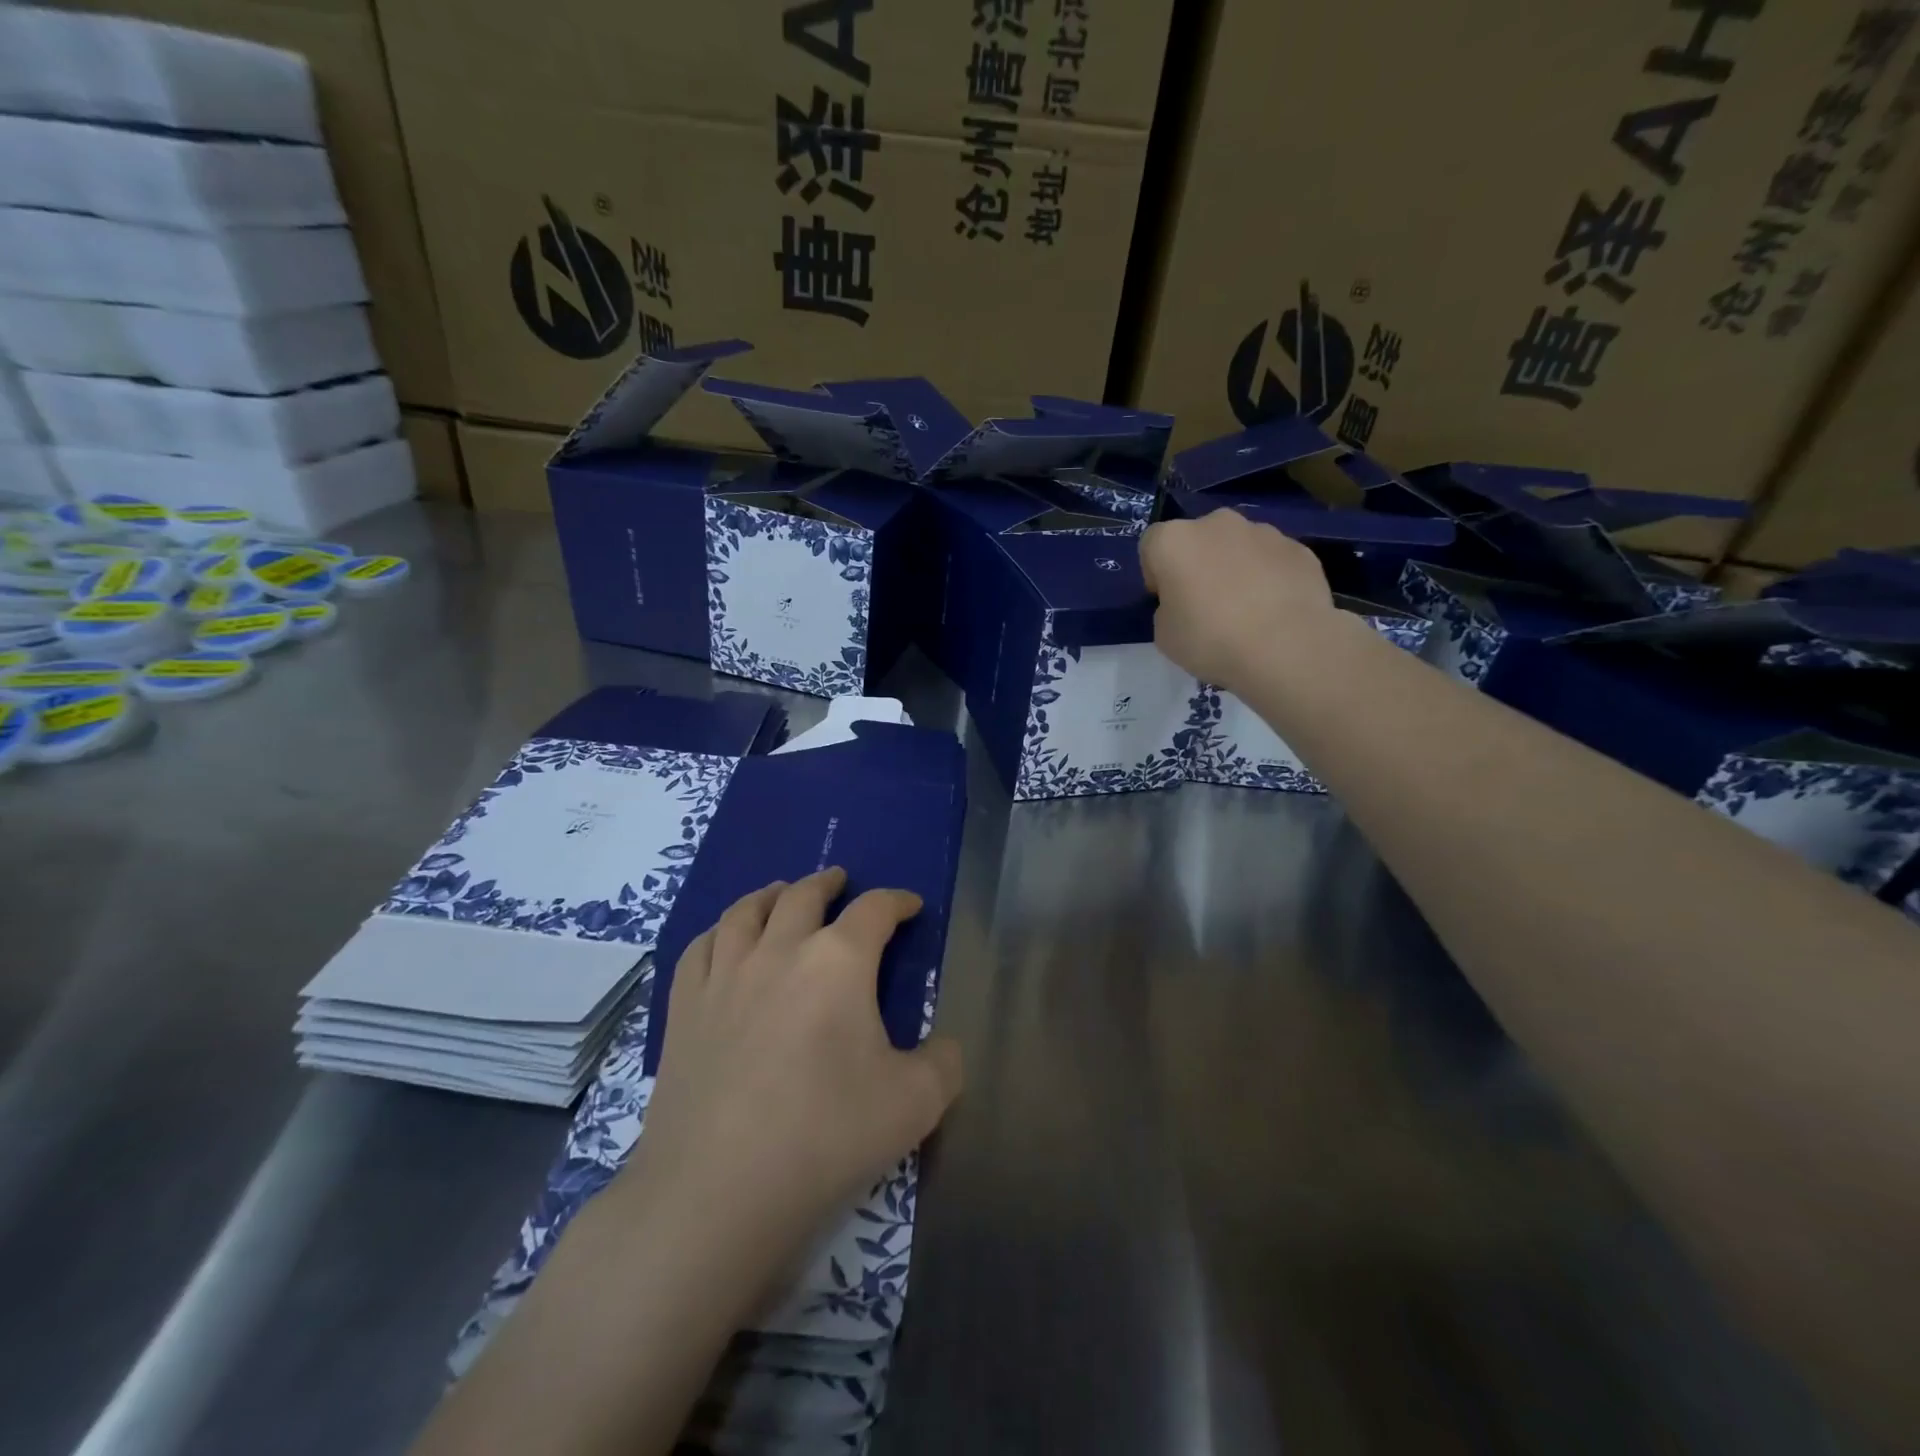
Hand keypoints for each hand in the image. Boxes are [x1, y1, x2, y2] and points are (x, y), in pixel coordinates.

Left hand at [625, 868, 963, 1271]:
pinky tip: (723, 939)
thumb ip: (945, 1064)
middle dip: (828, 883)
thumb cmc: (826, 1136)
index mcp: (838, 962)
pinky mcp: (684, 1009)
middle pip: (804, 895)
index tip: (910, 906)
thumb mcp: (915, 1104)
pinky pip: (699, 948)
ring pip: (745, 911)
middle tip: (840, 881)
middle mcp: (780, 950)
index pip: (874, 909)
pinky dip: (718, 932)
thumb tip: (946, 1047)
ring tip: (780, 892)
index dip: (897, 901)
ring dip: (770, 893)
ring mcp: (724, 976)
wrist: (718, 1190)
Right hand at [1140, 508, 1337, 691]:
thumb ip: (1168, 607)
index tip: (1166, 600)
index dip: (1155, 573)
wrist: (1286, 648)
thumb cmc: (1211, 641)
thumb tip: (1187, 601)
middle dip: (1198, 563)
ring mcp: (1264, 532)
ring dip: (1235, 567)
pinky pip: (1272, 560)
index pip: (1151, 544)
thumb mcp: (1164, 635)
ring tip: (1246, 609)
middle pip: (1198, 538)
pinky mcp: (1299, 548)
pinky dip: (1269, 577)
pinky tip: (1275, 610)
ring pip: (1238, 545)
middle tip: (1205, 603)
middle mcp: (1217, 523)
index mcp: (1175, 540)